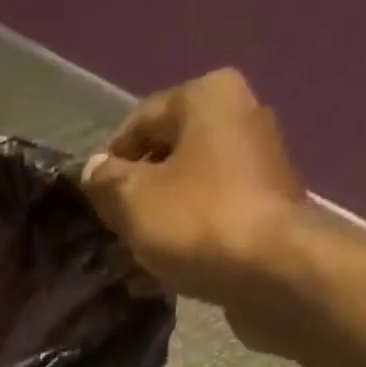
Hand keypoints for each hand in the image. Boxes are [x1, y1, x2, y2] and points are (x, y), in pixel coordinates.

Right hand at [80, 70, 305, 313]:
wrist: (273, 271)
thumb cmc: (198, 223)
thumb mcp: (134, 202)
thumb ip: (107, 183)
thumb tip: (92, 170)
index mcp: (207, 95)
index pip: (140, 120)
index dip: (110, 161)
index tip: (93, 202)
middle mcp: (241, 113)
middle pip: (171, 151)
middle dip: (141, 189)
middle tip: (116, 230)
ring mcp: (261, 161)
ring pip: (194, 185)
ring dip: (166, 214)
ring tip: (143, 252)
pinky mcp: (270, 206)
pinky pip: (217, 212)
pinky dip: (193, 232)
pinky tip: (176, 261)